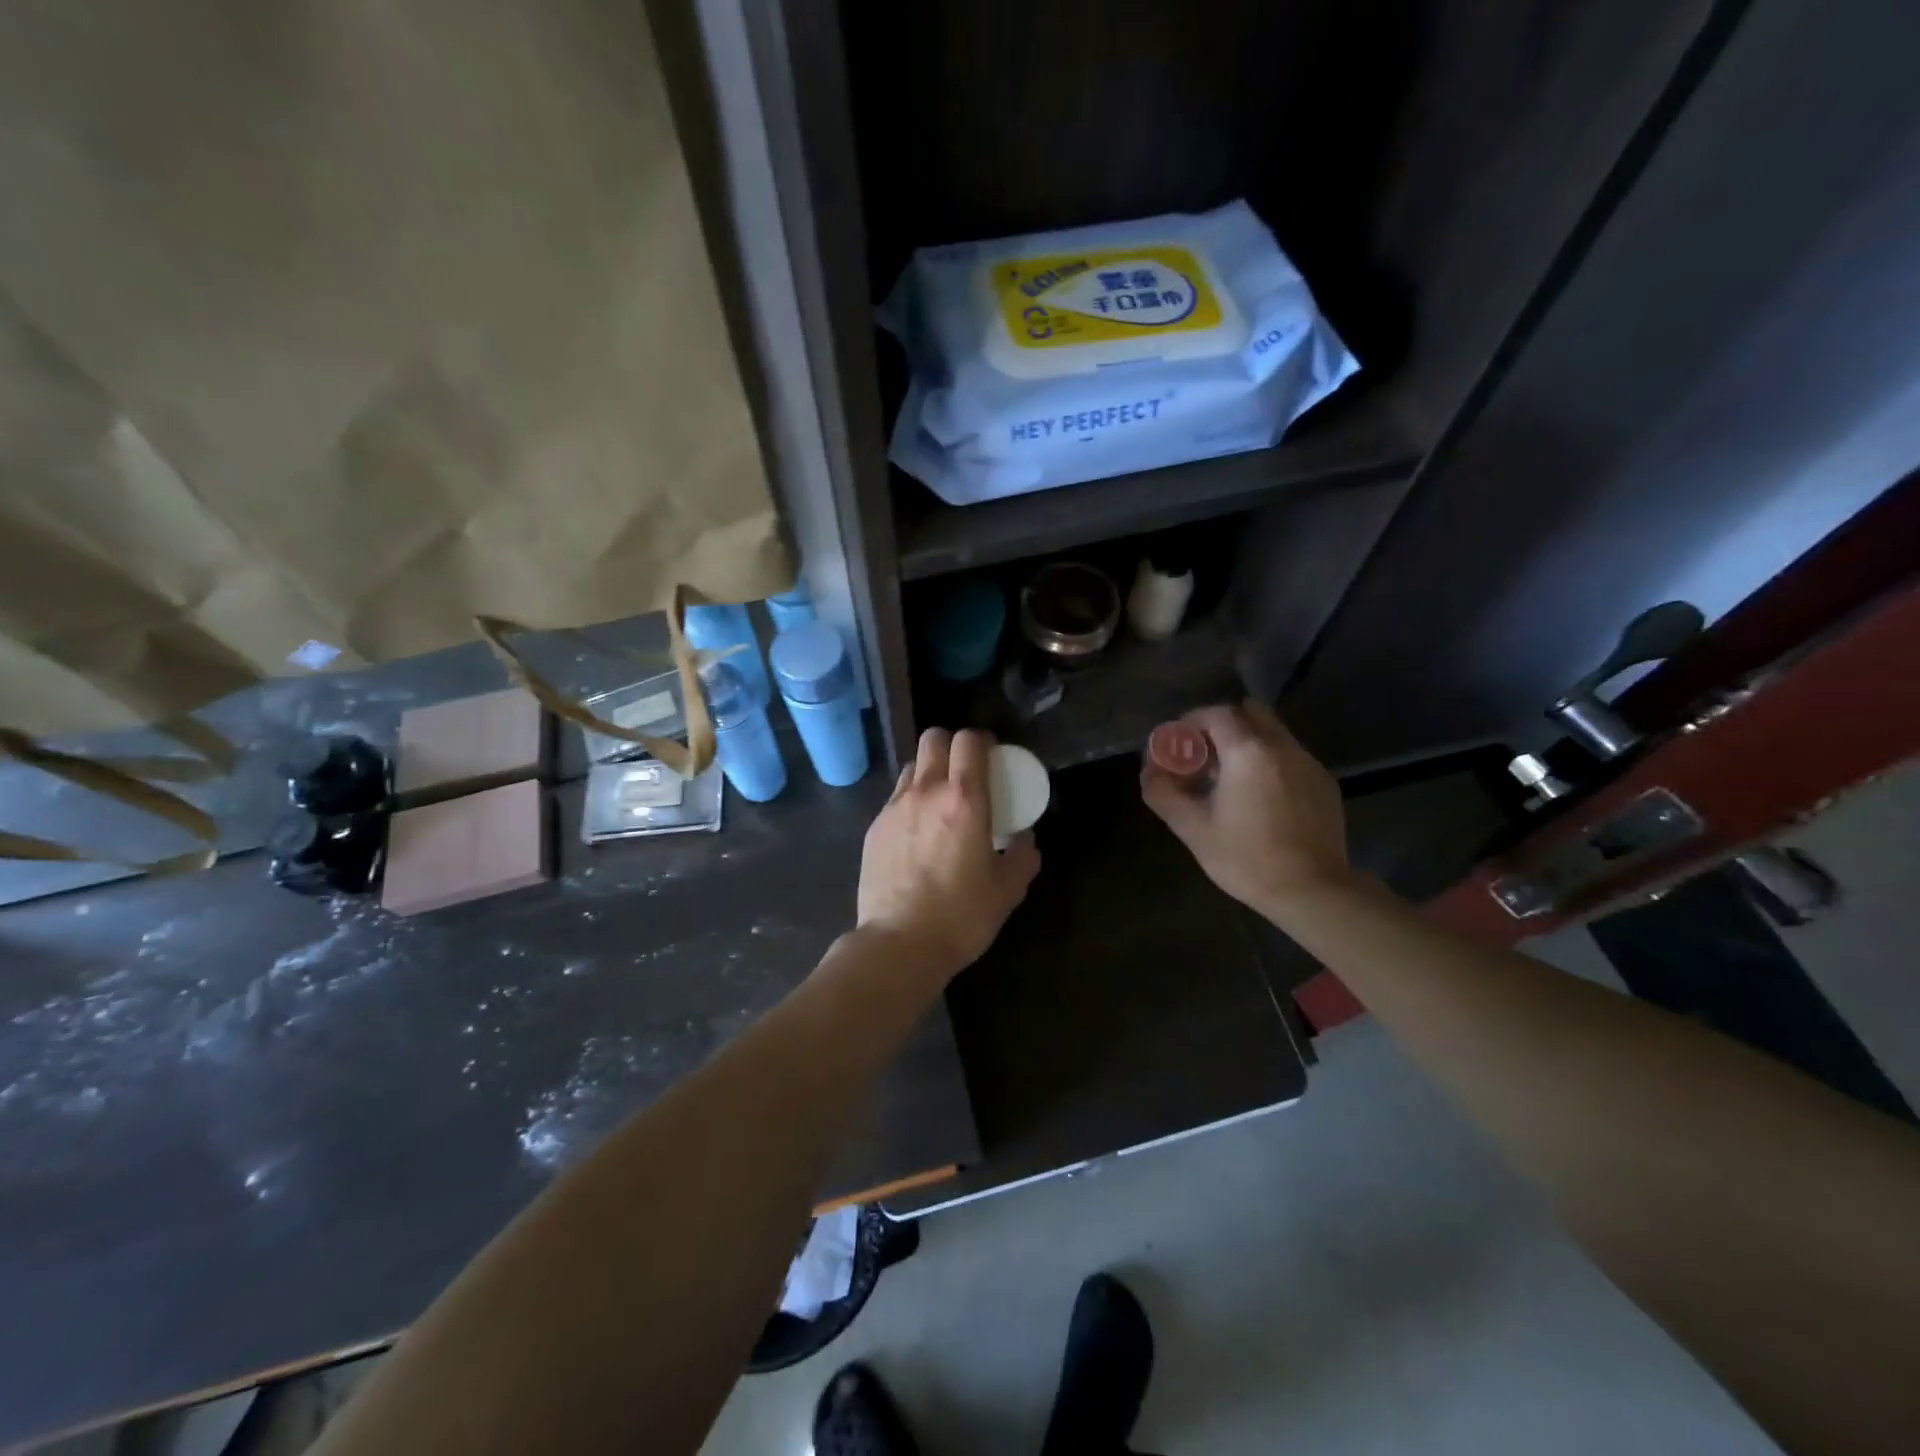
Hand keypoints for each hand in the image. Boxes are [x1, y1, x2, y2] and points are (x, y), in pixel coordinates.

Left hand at [857, 728, 1040, 980]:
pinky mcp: (874, 828)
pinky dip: (910, 801)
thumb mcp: (1008, 890)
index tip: (992, 756)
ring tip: (940, 800)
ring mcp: (894, 808)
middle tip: (965, 770)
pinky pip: (896, 799)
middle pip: (933, 739)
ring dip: (929, 771)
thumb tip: (1025, 839)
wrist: (898, 945)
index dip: (981, 740)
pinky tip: (918, 832)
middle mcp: (926, 793)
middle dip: (951, 744)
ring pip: (912, 767)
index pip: (968, 741)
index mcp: (964, 800)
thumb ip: (1023, 857)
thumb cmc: (960, 916)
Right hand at [1141, 700, 1350, 920]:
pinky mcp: (1325, 784)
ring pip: (1273, 734)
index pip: (1217, 713)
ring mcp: (1309, 764)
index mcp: (1248, 752)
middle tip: (1205, 755)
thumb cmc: (1246, 859)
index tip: (1179, 742)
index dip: (1193, 721)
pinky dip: (1270, 763)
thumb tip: (1149, 772)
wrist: (1312, 892)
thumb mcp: (1192, 829)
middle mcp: (1283, 747)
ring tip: (1230, 779)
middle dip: (1223, 725)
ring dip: (1248, 743)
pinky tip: (1261, 798)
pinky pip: (1291, 757)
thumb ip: (1163, 793)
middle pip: (1251, 712)